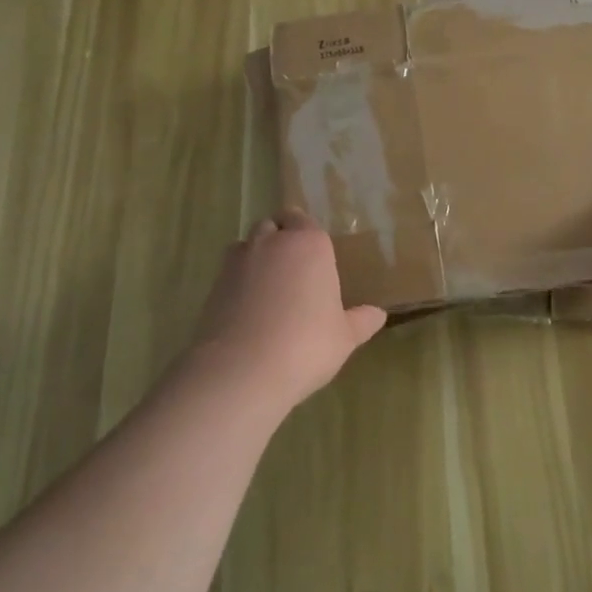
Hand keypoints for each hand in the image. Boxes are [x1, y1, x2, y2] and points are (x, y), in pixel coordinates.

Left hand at [192, 210, 386, 412]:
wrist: (242, 370)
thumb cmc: (306, 345)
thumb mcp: (344, 337)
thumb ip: (360, 321)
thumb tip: (378, 315)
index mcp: (309, 244)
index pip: (304, 220)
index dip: (306, 234)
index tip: (314, 255)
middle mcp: (271, 243)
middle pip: (272, 225)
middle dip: (280, 239)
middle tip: (294, 269)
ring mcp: (237, 262)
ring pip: (247, 245)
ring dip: (256, 257)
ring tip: (268, 288)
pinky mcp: (212, 286)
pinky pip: (228, 274)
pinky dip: (237, 283)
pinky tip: (248, 310)